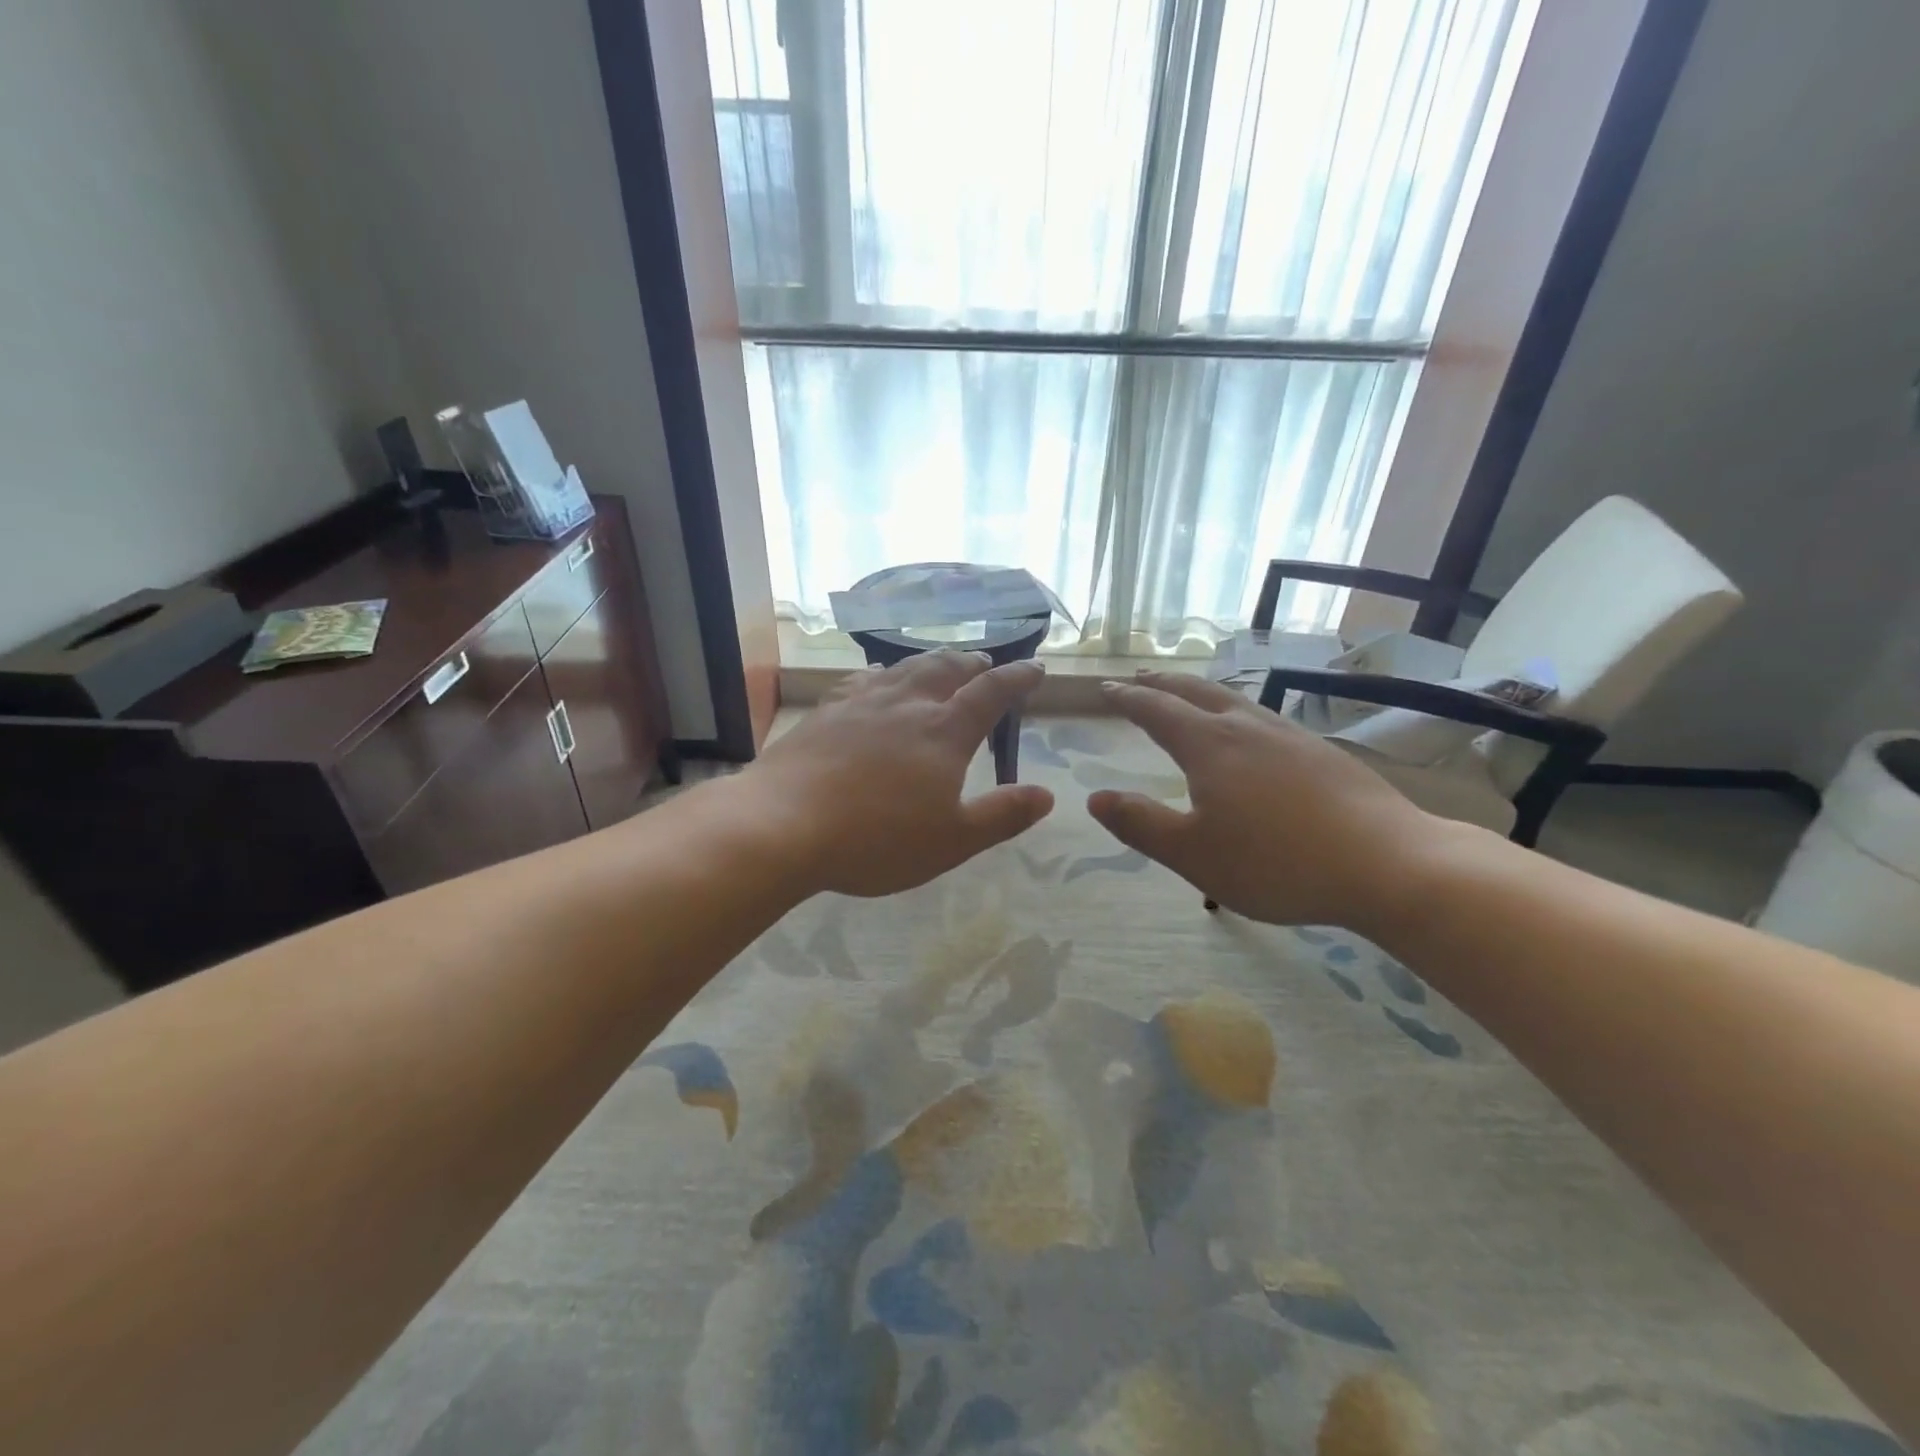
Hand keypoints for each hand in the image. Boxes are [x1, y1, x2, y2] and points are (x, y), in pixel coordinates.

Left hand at [745, 652, 1054, 897]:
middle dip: (972, 663)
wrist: (784, 824)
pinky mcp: (825, 712)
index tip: (1036, 668)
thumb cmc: (876, 839)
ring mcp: (861, 704)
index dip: (1017, 678)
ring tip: (941, 662)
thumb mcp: (952, 840)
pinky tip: (876, 676)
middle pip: (946, 670)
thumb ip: (1002, 815)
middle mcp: (906, 705)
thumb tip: (1047, 795)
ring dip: (931, 661)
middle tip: (985, 661)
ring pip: (904, 669)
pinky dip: (881, 673)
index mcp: (943, 733)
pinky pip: (861, 680)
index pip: (990, 694)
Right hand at [1087, 672, 1448, 930]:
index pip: (1156, 710)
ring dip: (1199, 692)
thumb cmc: (1277, 863)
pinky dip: (1235, 711)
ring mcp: (1289, 735)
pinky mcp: (1321, 751)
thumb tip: (1095, 798)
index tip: (1106, 688)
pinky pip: (1262, 716)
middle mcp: (1246, 727)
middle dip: (1161, 683)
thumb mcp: (1193, 854)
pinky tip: (1248, 731)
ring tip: (1187, 696)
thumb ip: (1140, 824)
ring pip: (1233, 700)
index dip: (1128, 698)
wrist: (1389, 863)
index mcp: (1209, 746)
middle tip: (1139, 678)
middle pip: (1194, 692)